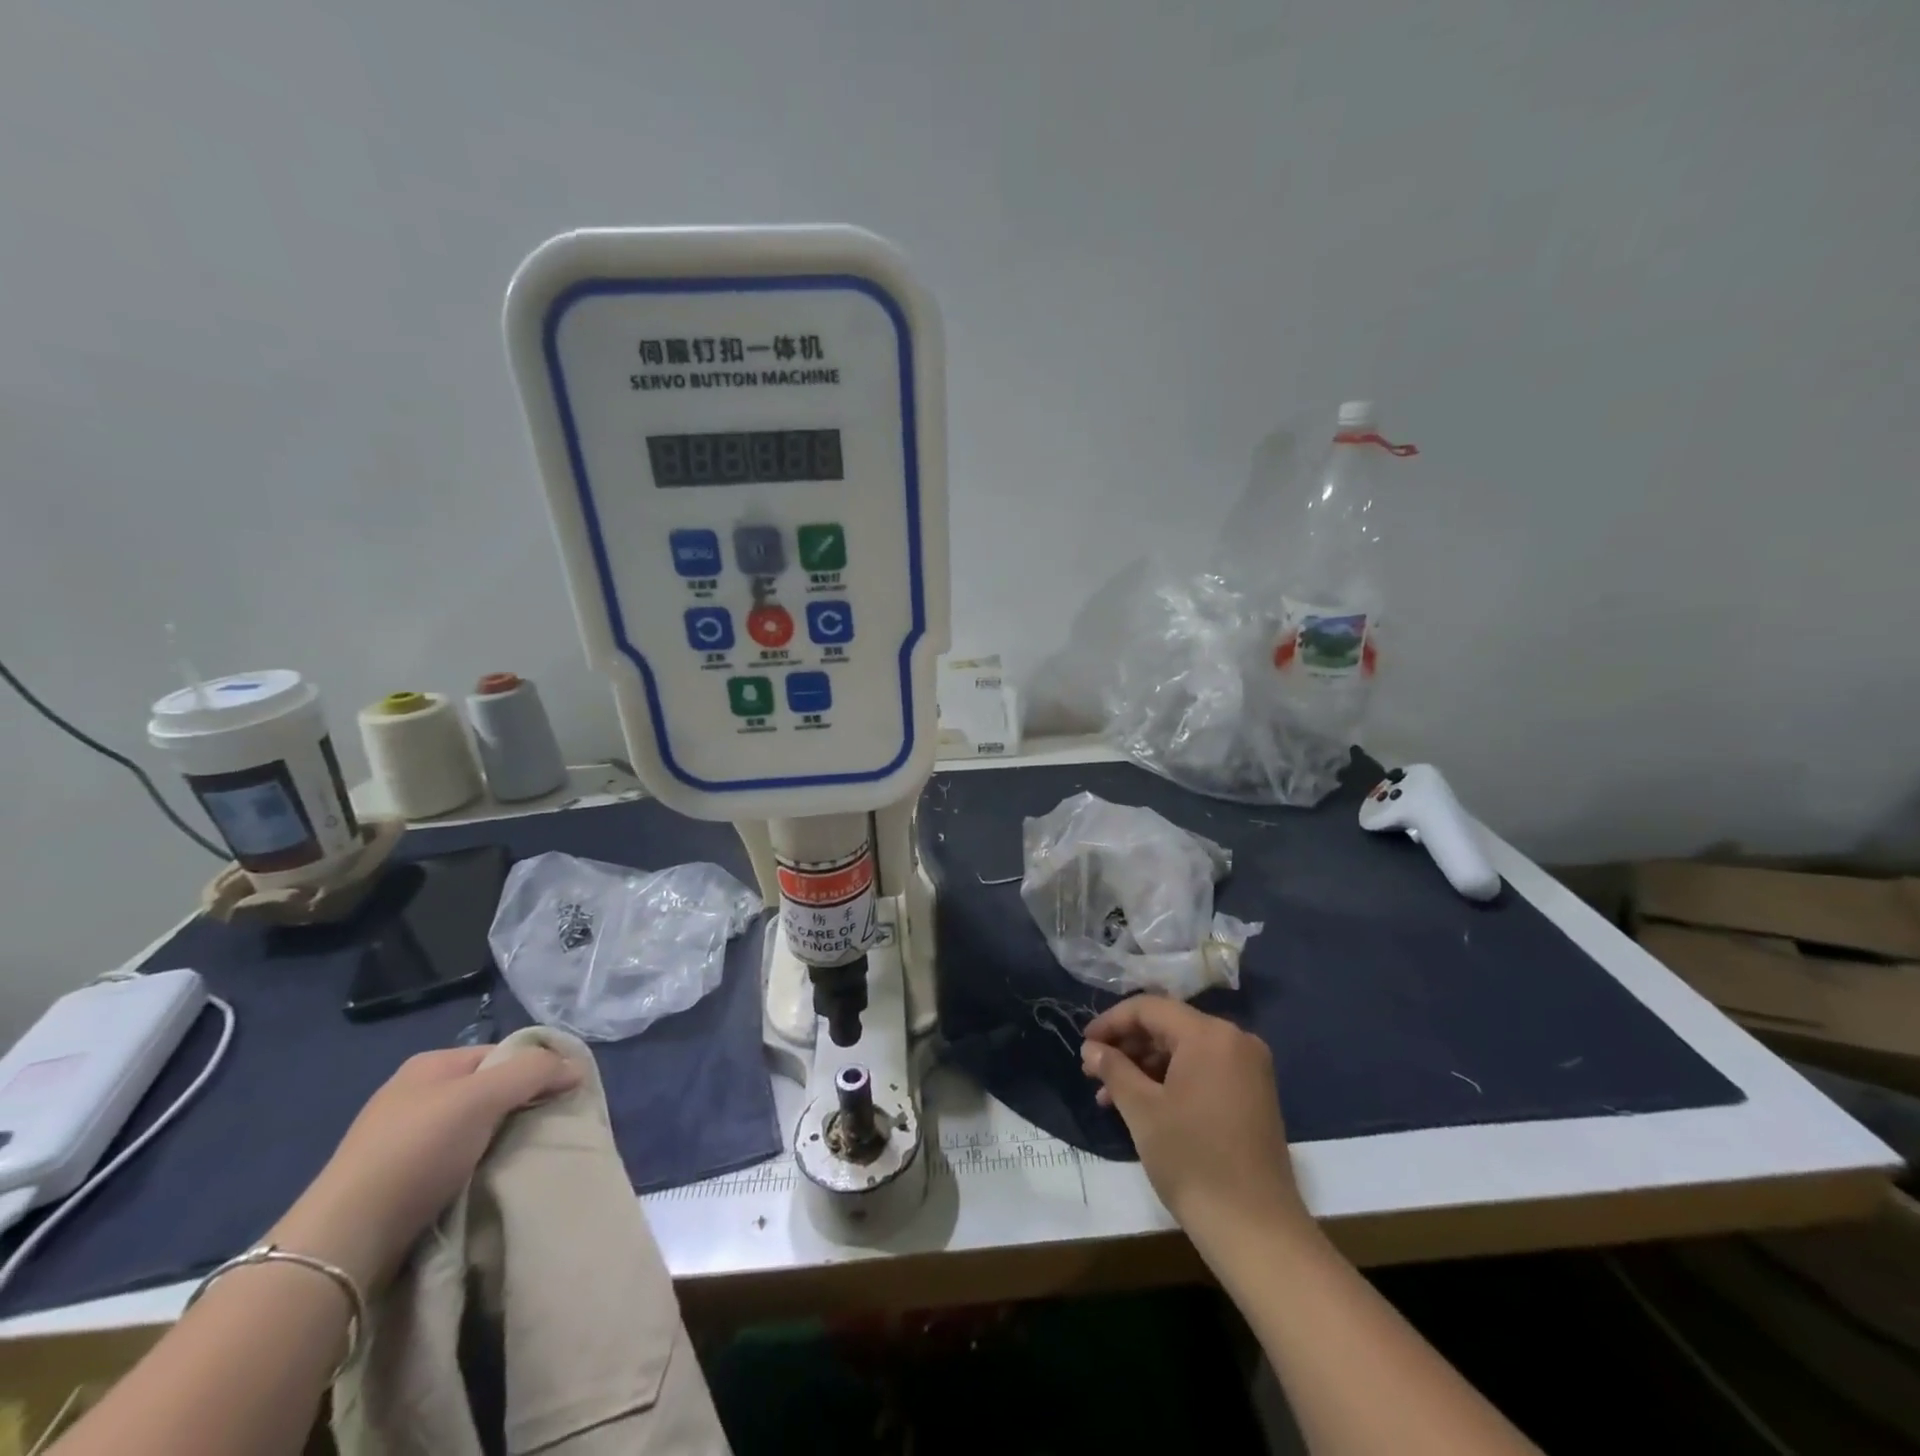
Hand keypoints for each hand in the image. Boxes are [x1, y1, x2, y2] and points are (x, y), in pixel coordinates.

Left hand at [270, 1046, 580, 1290]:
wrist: (345, 1240)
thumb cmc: (417, 1150)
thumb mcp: (484, 1096)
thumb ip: (535, 1072)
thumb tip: (576, 1067)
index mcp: (430, 1065)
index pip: (502, 1053)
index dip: (535, 1068)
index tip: (561, 1096)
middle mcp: (414, 1095)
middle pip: (489, 1090)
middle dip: (519, 1107)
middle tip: (546, 1129)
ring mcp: (401, 1141)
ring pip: (473, 1129)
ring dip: (500, 1142)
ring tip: (522, 1159)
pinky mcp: (396, 1184)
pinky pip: (454, 1163)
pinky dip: (476, 1169)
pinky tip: (488, 1183)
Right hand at [1081, 996, 1305, 1248]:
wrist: (1256, 1231)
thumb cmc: (1193, 1161)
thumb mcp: (1142, 1110)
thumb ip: (1113, 1069)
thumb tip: (1091, 1048)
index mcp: (1209, 1034)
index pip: (1150, 1008)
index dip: (1111, 1021)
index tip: (1084, 1045)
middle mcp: (1235, 1040)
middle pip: (1169, 1026)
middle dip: (1127, 1046)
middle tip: (1094, 1072)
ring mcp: (1249, 1068)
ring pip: (1185, 1050)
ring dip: (1146, 1066)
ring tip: (1111, 1096)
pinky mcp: (1253, 1095)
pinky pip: (1204, 1070)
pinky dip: (1172, 1080)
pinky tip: (1145, 1106)